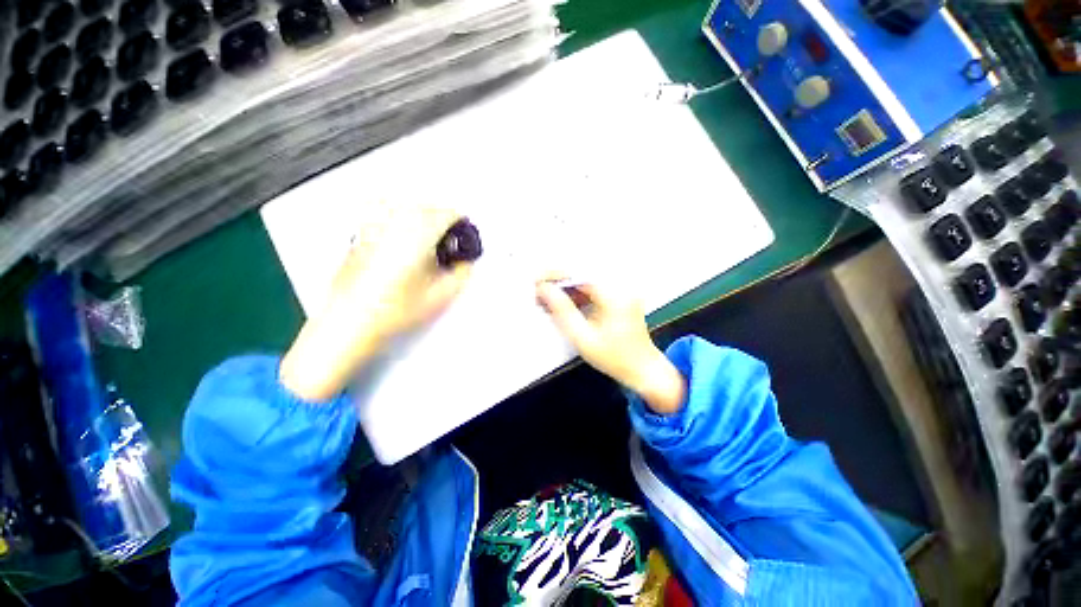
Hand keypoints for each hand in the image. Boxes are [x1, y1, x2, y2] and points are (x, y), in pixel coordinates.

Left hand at [281, 204, 472, 401]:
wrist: (352, 321)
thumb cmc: (393, 310)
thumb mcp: (441, 296)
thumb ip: (461, 275)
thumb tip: (465, 264)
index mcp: (418, 236)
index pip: (445, 214)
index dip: (460, 222)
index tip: (464, 231)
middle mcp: (395, 226)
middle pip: (425, 207)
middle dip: (442, 218)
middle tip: (451, 235)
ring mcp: (375, 228)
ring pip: (404, 207)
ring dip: (422, 215)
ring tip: (429, 233)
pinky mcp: (362, 237)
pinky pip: (384, 214)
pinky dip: (399, 217)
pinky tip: (403, 234)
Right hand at [536, 280, 684, 413]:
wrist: (644, 370)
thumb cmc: (614, 358)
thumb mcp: (583, 337)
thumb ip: (563, 311)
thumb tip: (544, 289)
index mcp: (614, 294)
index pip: (580, 273)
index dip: (555, 275)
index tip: (536, 282)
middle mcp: (620, 286)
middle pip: (582, 274)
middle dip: (558, 281)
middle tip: (538, 292)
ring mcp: (621, 291)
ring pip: (586, 281)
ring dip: (566, 288)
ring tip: (546, 300)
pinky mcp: (619, 297)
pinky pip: (594, 290)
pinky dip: (577, 295)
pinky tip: (563, 305)